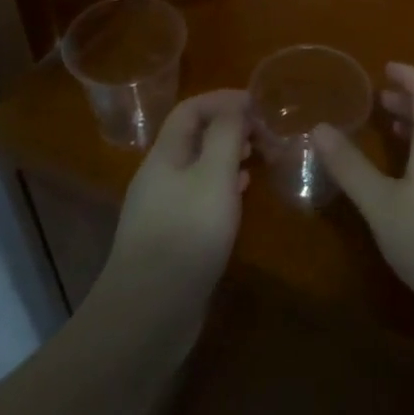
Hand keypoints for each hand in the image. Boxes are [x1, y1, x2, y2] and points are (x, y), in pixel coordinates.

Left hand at [94, 89, 250, 338]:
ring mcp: (163, 209)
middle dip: (230, 126)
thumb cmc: (186, 235)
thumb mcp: (214, 176)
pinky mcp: (172, 237)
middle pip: (194, 136)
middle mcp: (160, 176)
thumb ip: (227, 135)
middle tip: (265, 132)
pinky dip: (224, 185)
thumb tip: (236, 106)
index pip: (191, 109)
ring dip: (229, 155)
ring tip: (260, 157)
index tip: (259, 104)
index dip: (224, 99)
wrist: (148, 315)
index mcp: (165, 155)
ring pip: (199, 166)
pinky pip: (200, 195)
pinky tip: (242, 196)